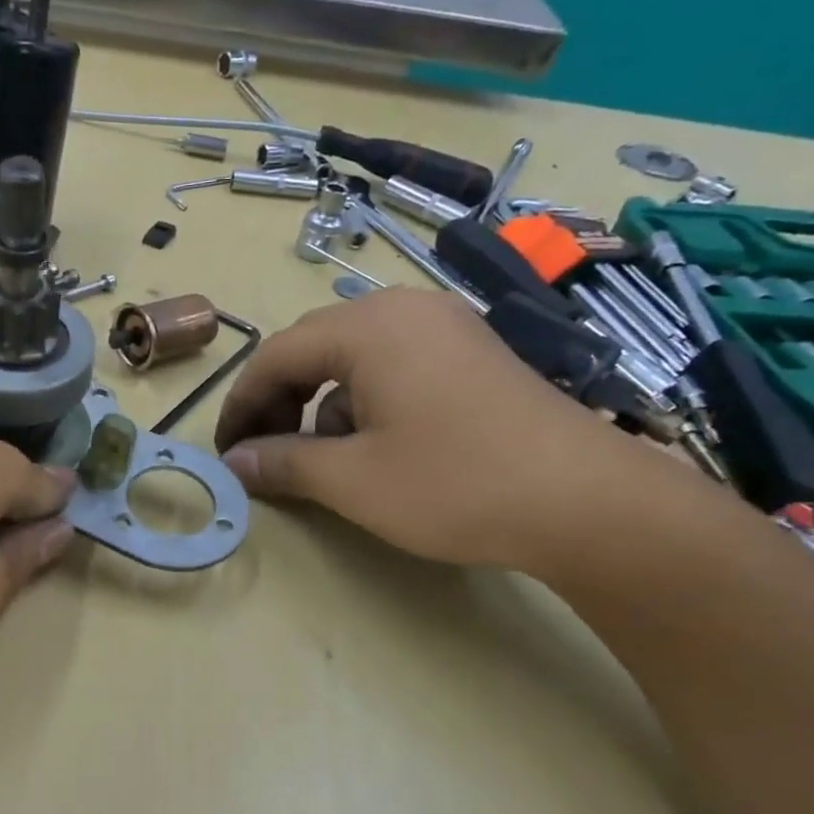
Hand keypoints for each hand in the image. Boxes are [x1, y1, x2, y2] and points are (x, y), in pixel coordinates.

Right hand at [214, 287, 671, 570]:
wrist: (588, 502)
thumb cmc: (455, 484)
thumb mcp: (352, 480)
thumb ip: (281, 463)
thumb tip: (232, 463)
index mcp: (368, 328)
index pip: (275, 355)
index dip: (241, 404)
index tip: (225, 450)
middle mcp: (404, 311)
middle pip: (312, 348)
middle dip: (278, 401)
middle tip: (262, 451)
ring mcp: (444, 328)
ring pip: (352, 358)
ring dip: (319, 404)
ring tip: (318, 456)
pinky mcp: (471, 354)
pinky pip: (393, 365)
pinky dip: (363, 401)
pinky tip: (374, 445)